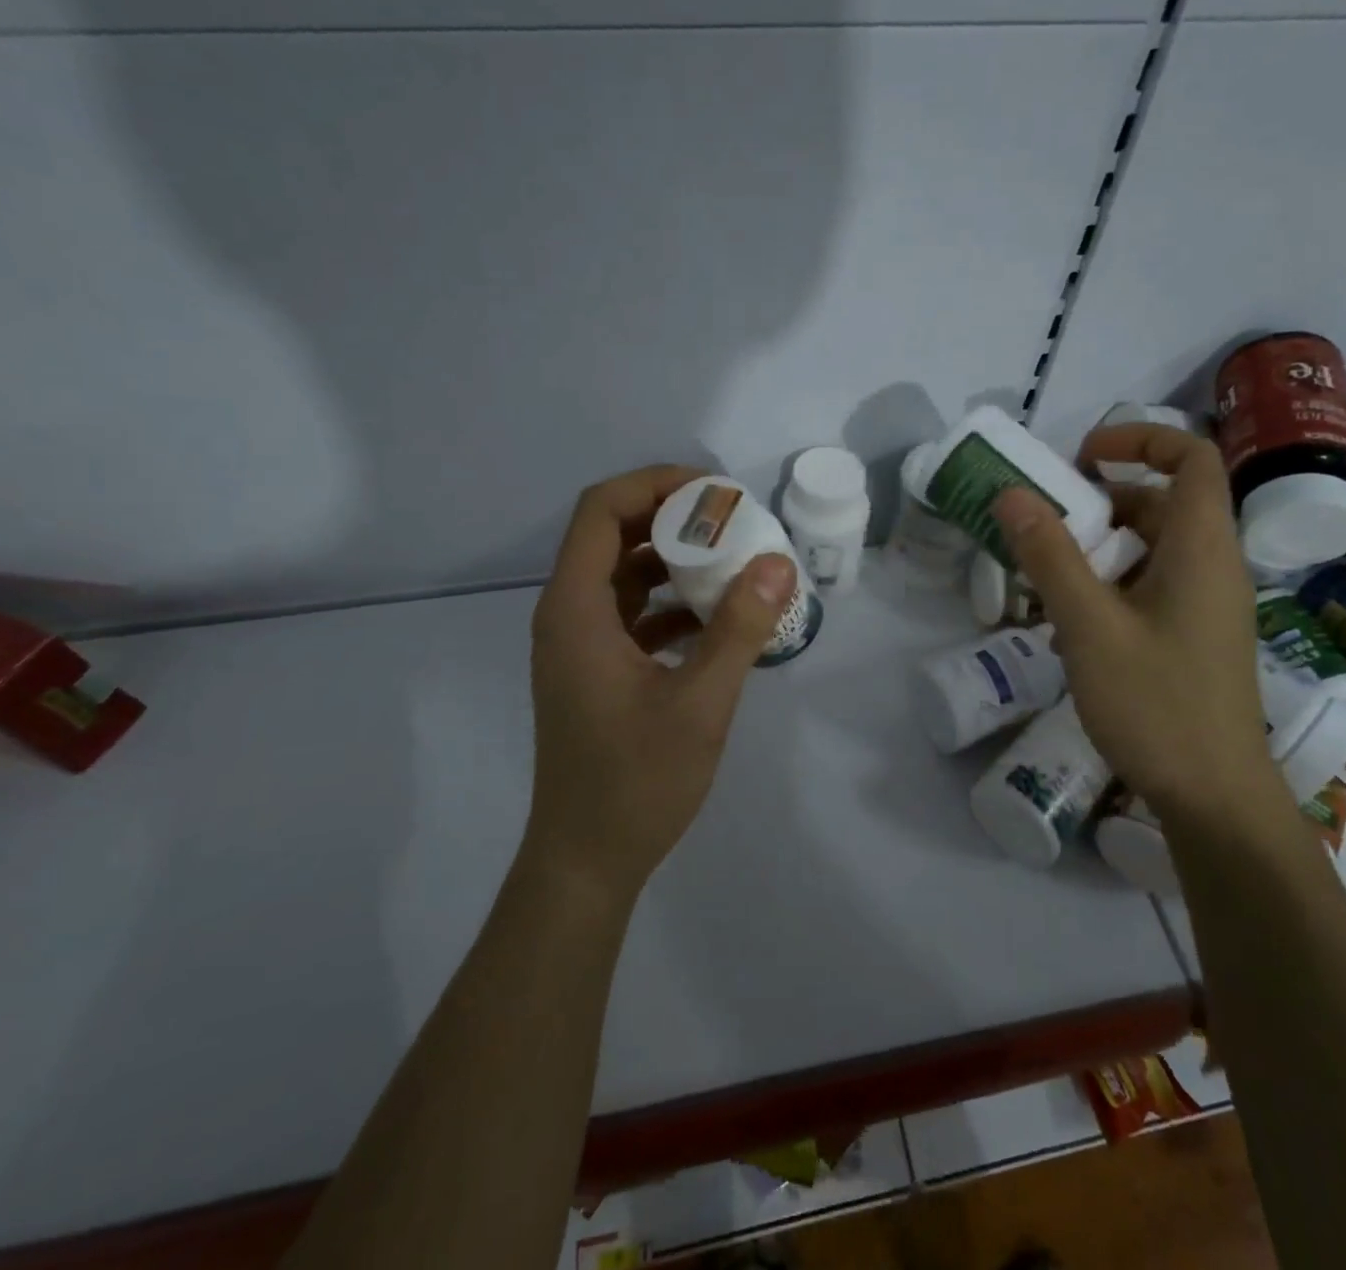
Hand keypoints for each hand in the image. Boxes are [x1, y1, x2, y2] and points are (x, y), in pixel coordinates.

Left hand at [526, 465, 796, 896]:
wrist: (586, 861)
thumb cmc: (635, 783)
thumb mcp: (699, 704)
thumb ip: (738, 629)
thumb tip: (777, 563)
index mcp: (576, 610)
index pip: (601, 510)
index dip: (655, 485)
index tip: (715, 492)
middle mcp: (568, 615)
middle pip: (613, 535)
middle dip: (674, 519)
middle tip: (734, 522)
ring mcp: (580, 644)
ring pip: (625, 574)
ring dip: (676, 561)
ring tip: (735, 563)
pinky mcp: (596, 669)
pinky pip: (632, 613)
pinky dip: (671, 604)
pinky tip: (719, 621)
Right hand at [991, 423, 1271, 817]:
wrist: (1213, 797)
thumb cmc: (1156, 704)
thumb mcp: (1090, 626)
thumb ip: (1050, 556)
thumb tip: (1013, 494)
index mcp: (1202, 549)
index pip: (1192, 457)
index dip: (1140, 439)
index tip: (1081, 457)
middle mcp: (1212, 567)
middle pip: (1163, 502)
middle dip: (1101, 500)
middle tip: (1044, 520)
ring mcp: (1204, 606)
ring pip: (1152, 549)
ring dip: (1098, 548)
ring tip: (1043, 573)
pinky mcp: (1191, 637)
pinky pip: (1150, 586)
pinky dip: (1108, 584)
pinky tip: (1067, 620)